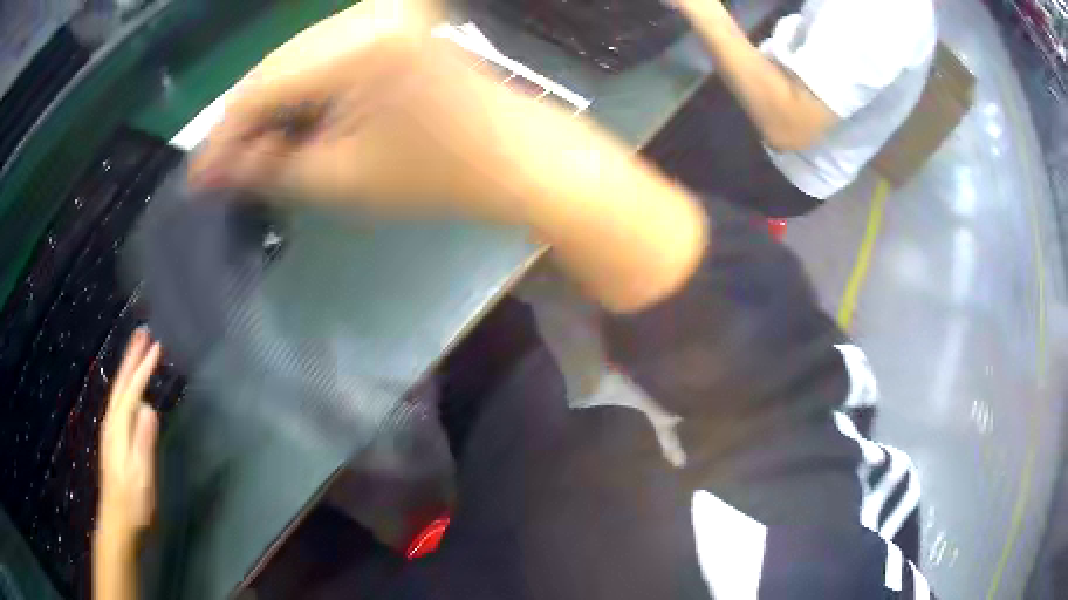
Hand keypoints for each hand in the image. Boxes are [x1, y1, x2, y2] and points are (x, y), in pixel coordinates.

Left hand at [97, 328, 160, 540]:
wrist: (117, 521)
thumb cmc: (133, 501)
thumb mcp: (141, 475)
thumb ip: (143, 441)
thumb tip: (149, 407)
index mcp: (119, 428)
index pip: (132, 391)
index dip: (144, 369)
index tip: (157, 346)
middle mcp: (112, 422)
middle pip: (121, 384)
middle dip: (131, 357)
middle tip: (142, 332)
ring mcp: (110, 430)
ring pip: (118, 391)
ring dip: (127, 368)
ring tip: (136, 350)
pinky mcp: (113, 438)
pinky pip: (119, 402)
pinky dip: (125, 386)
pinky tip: (129, 388)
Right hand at [189, 0, 569, 220]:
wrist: (509, 153)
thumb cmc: (434, 175)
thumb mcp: (340, 179)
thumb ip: (269, 168)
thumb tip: (215, 170)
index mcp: (359, 47)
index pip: (262, 89)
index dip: (223, 137)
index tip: (198, 178)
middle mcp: (367, 12)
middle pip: (273, 66)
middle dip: (242, 121)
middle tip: (219, 168)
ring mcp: (382, 10)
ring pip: (294, 56)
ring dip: (267, 103)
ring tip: (250, 149)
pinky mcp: (391, 18)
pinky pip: (321, 50)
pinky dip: (297, 86)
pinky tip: (286, 118)